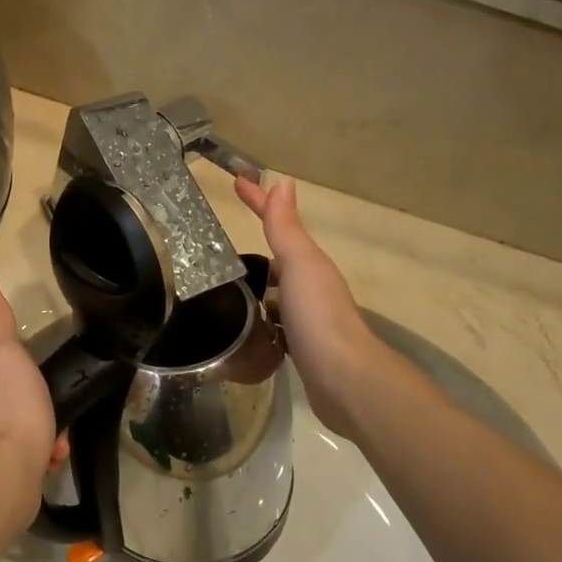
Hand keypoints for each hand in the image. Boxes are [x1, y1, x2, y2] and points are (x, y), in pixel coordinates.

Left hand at [0, 282, 66, 490]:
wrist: (4, 474)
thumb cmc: (9, 406)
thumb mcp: (7, 353)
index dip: (14, 373)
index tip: (37, 382)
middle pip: (1, 402)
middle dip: (29, 408)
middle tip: (51, 413)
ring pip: (10, 433)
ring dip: (37, 435)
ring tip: (55, 443)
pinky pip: (14, 461)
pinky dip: (33, 460)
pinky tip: (49, 461)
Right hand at [234, 176, 382, 439]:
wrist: (343, 379)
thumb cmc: (318, 316)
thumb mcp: (299, 264)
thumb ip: (286, 228)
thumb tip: (282, 183)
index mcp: (309, 265)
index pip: (279, 225)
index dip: (258, 202)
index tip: (236, 182)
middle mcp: (311, 289)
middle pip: (279, 262)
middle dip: (255, 253)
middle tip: (218, 250)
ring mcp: (306, 321)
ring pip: (275, 296)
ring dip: (255, 289)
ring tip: (223, 290)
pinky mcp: (299, 350)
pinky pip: (274, 326)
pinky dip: (259, 322)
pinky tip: (243, 329)